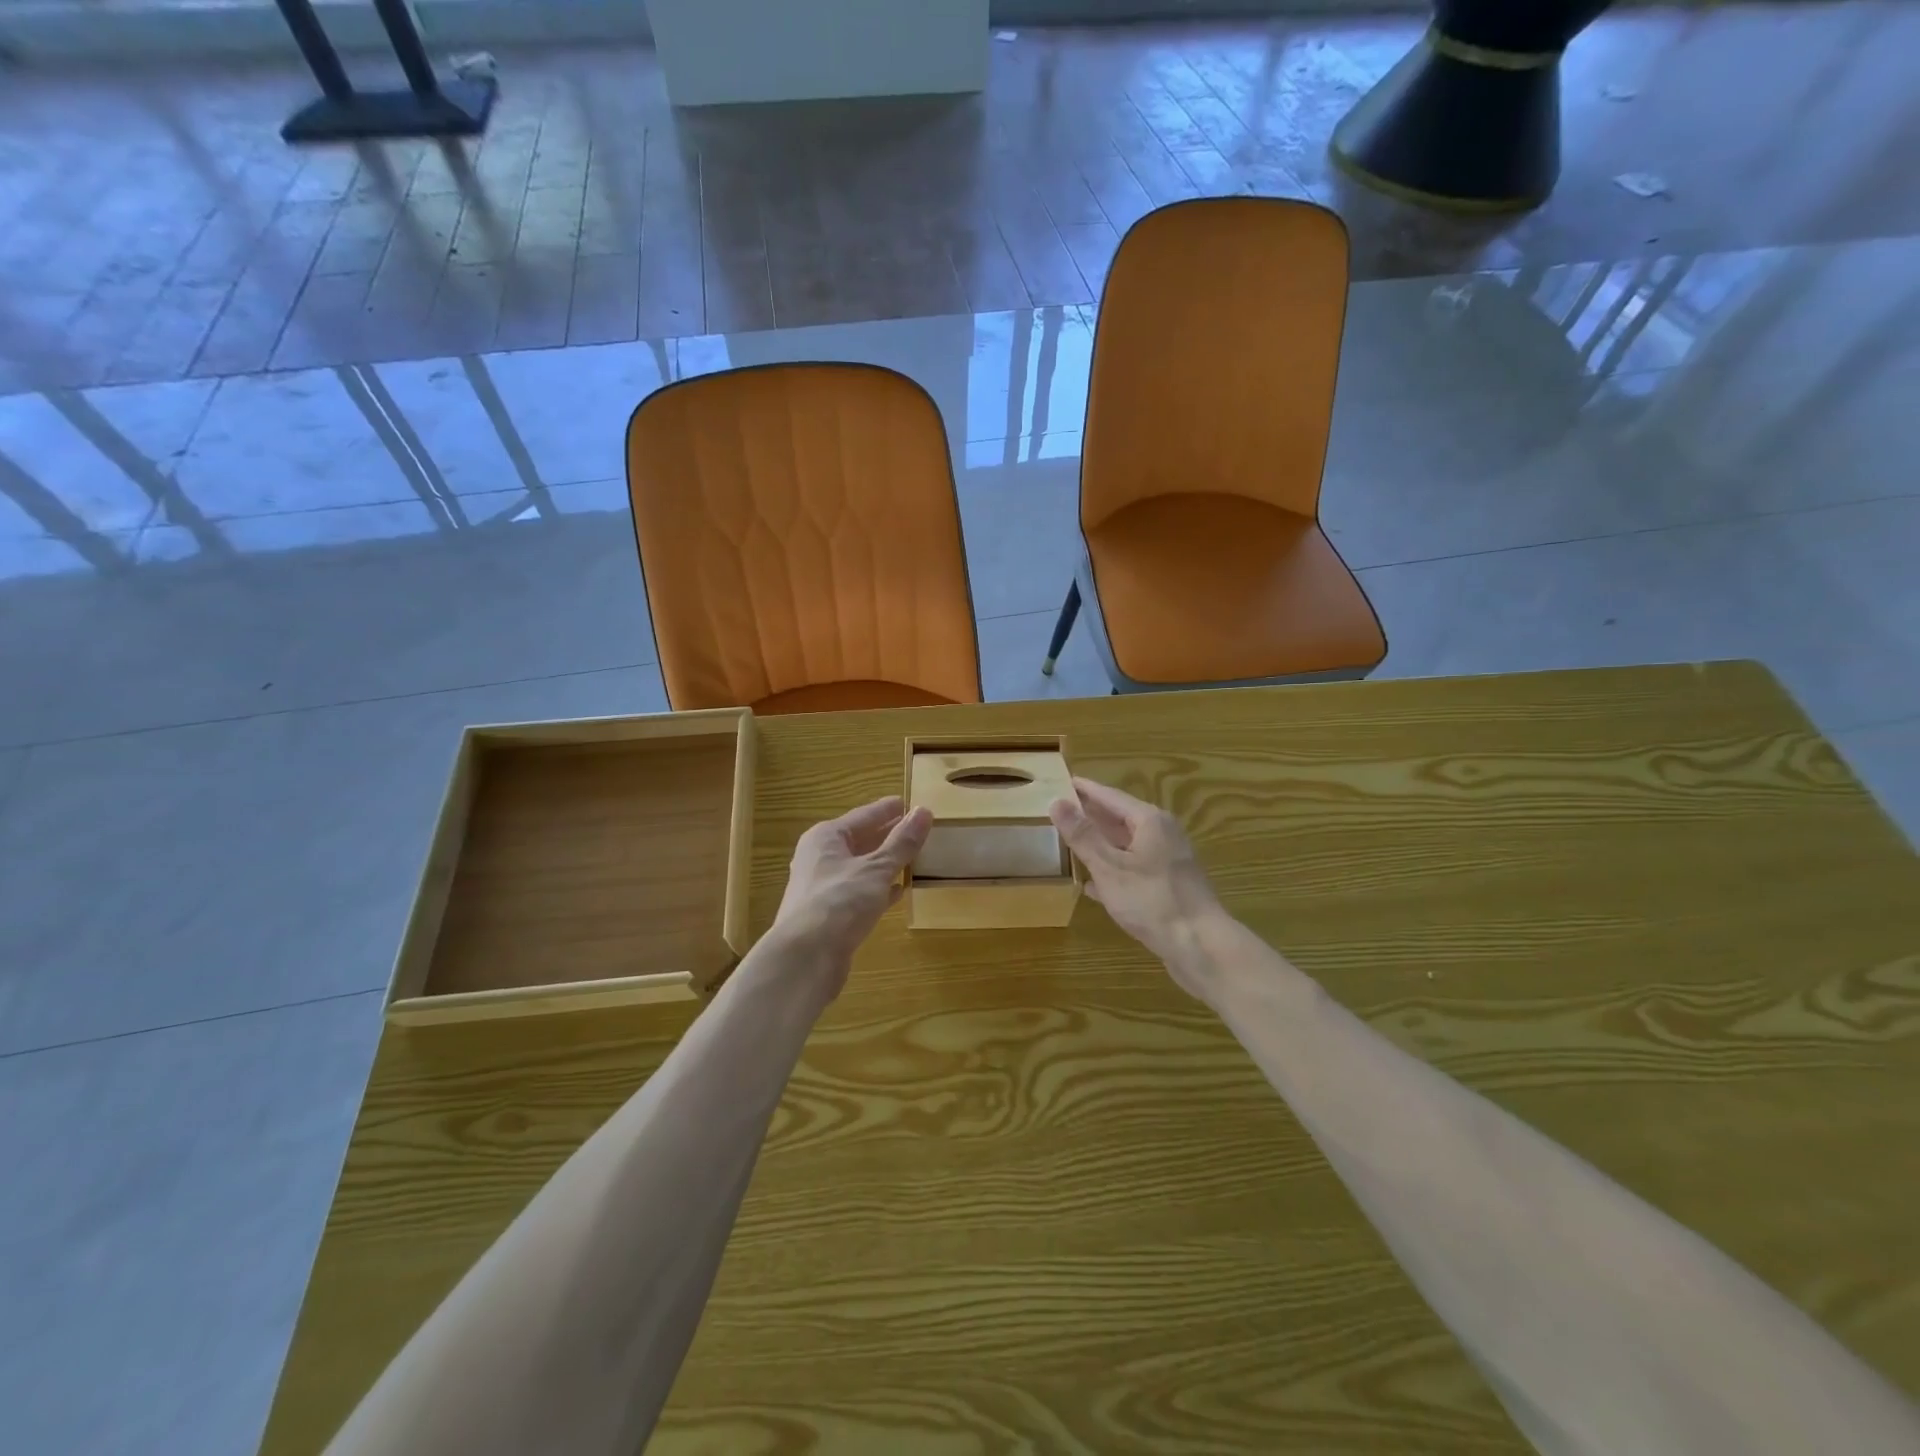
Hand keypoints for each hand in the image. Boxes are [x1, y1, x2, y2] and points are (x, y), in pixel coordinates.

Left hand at [772, 796, 931, 993]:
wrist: (805, 958)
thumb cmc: (840, 901)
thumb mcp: (877, 868)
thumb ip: (902, 842)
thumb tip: (924, 811)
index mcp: (826, 838)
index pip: (863, 815)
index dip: (888, 810)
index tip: (910, 803)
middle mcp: (820, 858)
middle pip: (859, 840)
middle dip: (887, 836)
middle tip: (917, 830)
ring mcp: (822, 888)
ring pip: (860, 867)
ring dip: (884, 863)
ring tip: (913, 857)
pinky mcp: (829, 915)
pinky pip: (859, 892)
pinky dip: (878, 888)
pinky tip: (898, 891)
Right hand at [1050, 777, 1226, 996]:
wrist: (1200, 946)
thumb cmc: (1152, 901)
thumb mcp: (1109, 867)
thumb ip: (1082, 835)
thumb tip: (1057, 801)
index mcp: (1149, 821)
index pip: (1110, 796)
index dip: (1084, 790)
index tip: (1063, 781)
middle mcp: (1162, 834)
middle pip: (1120, 818)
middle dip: (1092, 815)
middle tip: (1062, 810)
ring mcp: (1168, 861)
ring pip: (1127, 845)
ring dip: (1100, 844)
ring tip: (1071, 843)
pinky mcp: (1168, 886)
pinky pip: (1134, 868)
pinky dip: (1113, 870)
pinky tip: (1092, 885)